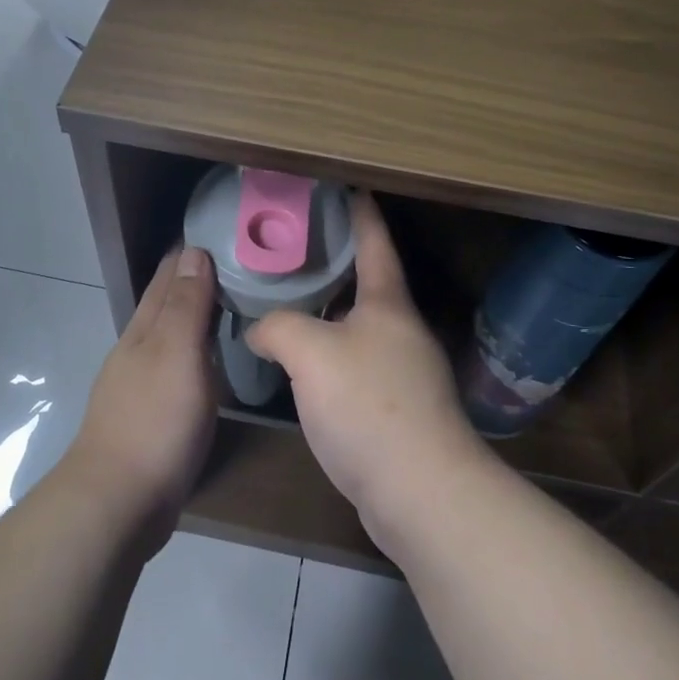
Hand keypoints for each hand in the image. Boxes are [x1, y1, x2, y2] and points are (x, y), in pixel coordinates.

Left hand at [65, 246, 220, 543]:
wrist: (117, 502)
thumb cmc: (155, 421)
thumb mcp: (178, 355)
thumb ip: (187, 305)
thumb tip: (194, 251)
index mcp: (145, 330)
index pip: (168, 278)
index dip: (190, 255)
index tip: (221, 234)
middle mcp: (138, 350)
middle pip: (164, 304)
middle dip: (191, 280)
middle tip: (234, 262)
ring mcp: (139, 385)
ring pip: (169, 337)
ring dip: (193, 317)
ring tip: (227, 304)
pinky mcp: (148, 416)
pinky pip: (176, 369)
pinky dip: (193, 353)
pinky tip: (208, 363)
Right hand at [246, 194, 489, 551]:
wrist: (420, 492)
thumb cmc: (368, 406)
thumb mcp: (311, 353)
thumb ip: (278, 328)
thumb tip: (258, 330)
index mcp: (388, 303)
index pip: (375, 242)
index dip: (361, 212)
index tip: (348, 187)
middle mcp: (402, 330)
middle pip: (369, 283)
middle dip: (337, 263)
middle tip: (295, 249)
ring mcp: (405, 372)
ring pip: (361, 327)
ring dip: (331, 313)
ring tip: (291, 303)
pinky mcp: (399, 410)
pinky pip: (359, 365)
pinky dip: (332, 354)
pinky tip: (305, 366)